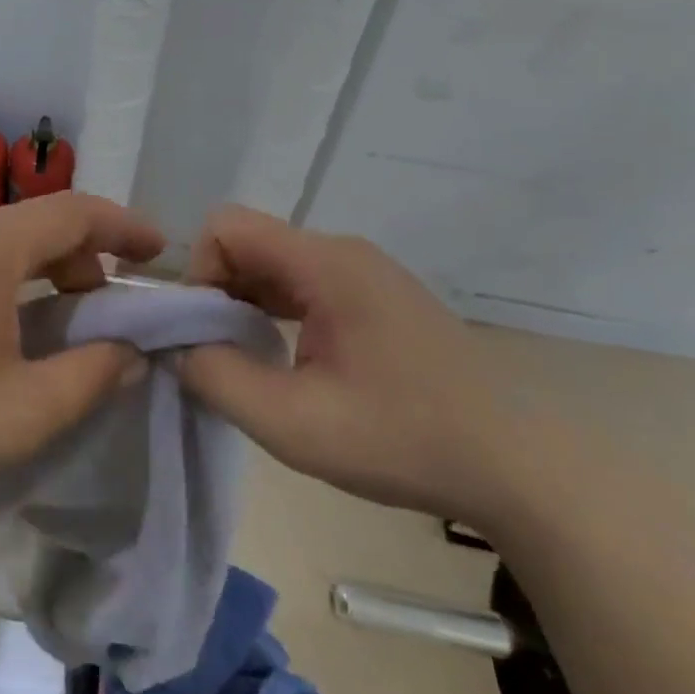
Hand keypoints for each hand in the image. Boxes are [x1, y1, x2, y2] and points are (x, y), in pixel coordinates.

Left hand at [0, 193, 164, 497]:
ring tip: (75, 318)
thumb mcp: (25, 410)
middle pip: (45, 221)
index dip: (126, 226)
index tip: (161, 251)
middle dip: (92, 254)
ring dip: (54, 269)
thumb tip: (131, 352)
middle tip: (117, 303)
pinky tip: (19, 329)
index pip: (76, 211)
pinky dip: (20, 281)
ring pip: (13, 241)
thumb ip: (92, 375)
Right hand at [175, 205, 520, 522]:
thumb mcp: (293, 423)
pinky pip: (304, 286)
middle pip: (250, 244)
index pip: (227, 227)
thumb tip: (178, 347)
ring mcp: (364, 273)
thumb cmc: (403, 439)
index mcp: (326, 263)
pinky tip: (286, 360)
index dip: (198, 273)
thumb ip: (218, 378)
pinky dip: (276, 313)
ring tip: (247, 362)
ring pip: (276, 266)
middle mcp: (343, 252)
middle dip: (217, 293)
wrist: (516, 465)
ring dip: (246, 305)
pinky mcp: (376, 298)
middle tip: (217, 356)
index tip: (201, 333)